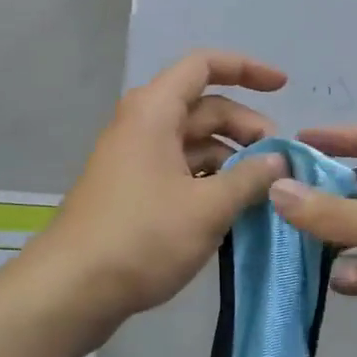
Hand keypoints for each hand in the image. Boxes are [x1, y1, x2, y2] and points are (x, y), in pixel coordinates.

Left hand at [24, 51, 289, 340]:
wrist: (71, 290)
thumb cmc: (143, 237)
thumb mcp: (208, 207)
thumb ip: (250, 178)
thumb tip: (278, 161)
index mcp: (155, 112)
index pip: (204, 66)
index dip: (247, 69)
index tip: (284, 87)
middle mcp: (143, 126)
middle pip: (204, 108)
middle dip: (247, 127)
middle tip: (279, 161)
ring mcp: (136, 160)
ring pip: (194, 143)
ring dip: (231, 157)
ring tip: (264, 188)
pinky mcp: (134, 192)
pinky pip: (181, 170)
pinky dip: (211, 180)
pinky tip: (234, 207)